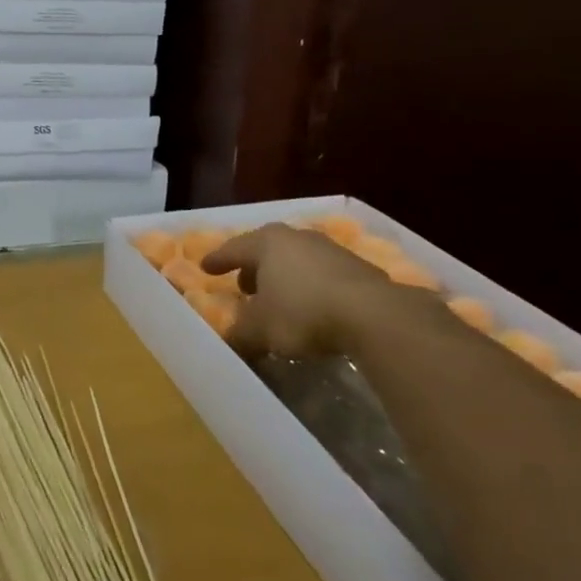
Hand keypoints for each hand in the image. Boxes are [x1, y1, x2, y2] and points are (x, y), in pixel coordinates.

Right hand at [203, 224, 397, 360]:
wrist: (375, 316)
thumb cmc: (302, 312)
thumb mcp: (260, 330)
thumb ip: (240, 334)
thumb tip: (232, 341)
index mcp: (266, 243)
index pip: (234, 249)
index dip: (218, 260)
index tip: (206, 267)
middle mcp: (297, 238)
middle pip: (267, 250)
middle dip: (254, 268)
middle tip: (245, 285)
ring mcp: (331, 250)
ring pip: (297, 261)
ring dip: (285, 278)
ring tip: (280, 300)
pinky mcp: (360, 269)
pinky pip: (324, 275)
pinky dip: (312, 288)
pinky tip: (314, 308)